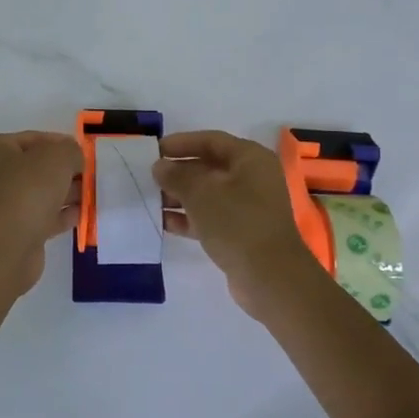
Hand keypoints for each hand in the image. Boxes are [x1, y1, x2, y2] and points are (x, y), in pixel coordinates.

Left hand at [0, 131, 84, 292]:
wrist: (6, 246)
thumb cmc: (27, 190)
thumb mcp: (57, 157)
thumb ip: (70, 150)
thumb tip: (74, 157)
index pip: (33, 138)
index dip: (60, 142)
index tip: (84, 152)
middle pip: (37, 167)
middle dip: (66, 171)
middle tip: (91, 175)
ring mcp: (3, 205)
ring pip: (41, 194)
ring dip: (66, 193)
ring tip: (93, 195)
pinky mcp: (15, 231)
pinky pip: (43, 217)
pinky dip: (62, 215)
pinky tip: (82, 215)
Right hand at [154, 130, 319, 316]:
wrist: (270, 277)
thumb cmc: (237, 223)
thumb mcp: (200, 193)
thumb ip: (177, 175)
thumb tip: (160, 166)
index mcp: (250, 159)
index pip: (211, 141)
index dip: (182, 143)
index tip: (155, 150)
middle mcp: (252, 178)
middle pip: (209, 167)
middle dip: (178, 172)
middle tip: (149, 177)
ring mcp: (249, 207)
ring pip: (208, 194)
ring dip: (180, 196)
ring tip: (152, 200)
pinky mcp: (242, 232)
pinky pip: (211, 217)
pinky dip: (189, 218)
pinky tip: (164, 223)